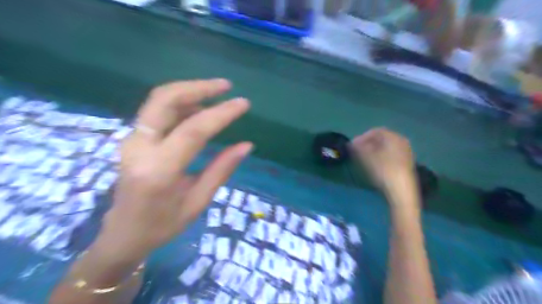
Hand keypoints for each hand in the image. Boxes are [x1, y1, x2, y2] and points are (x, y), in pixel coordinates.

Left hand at [96, 79, 251, 259]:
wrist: (122, 234)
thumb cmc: (163, 225)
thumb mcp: (198, 201)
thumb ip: (221, 169)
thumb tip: (246, 145)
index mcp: (159, 171)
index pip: (193, 130)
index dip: (221, 113)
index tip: (243, 104)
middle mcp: (140, 148)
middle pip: (164, 99)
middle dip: (198, 87)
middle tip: (226, 86)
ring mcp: (132, 140)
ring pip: (159, 100)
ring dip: (190, 91)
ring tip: (217, 94)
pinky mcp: (134, 138)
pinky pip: (158, 111)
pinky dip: (181, 103)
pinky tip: (200, 108)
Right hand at [352, 128, 415, 194]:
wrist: (401, 191)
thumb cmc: (384, 170)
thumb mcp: (367, 157)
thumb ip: (358, 148)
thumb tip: (351, 144)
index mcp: (394, 137)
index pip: (376, 131)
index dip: (362, 137)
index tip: (352, 145)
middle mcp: (402, 141)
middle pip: (382, 138)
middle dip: (367, 143)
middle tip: (356, 151)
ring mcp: (406, 152)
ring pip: (386, 147)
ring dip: (373, 150)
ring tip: (363, 158)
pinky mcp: (405, 163)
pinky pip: (390, 154)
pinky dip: (380, 155)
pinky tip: (374, 164)